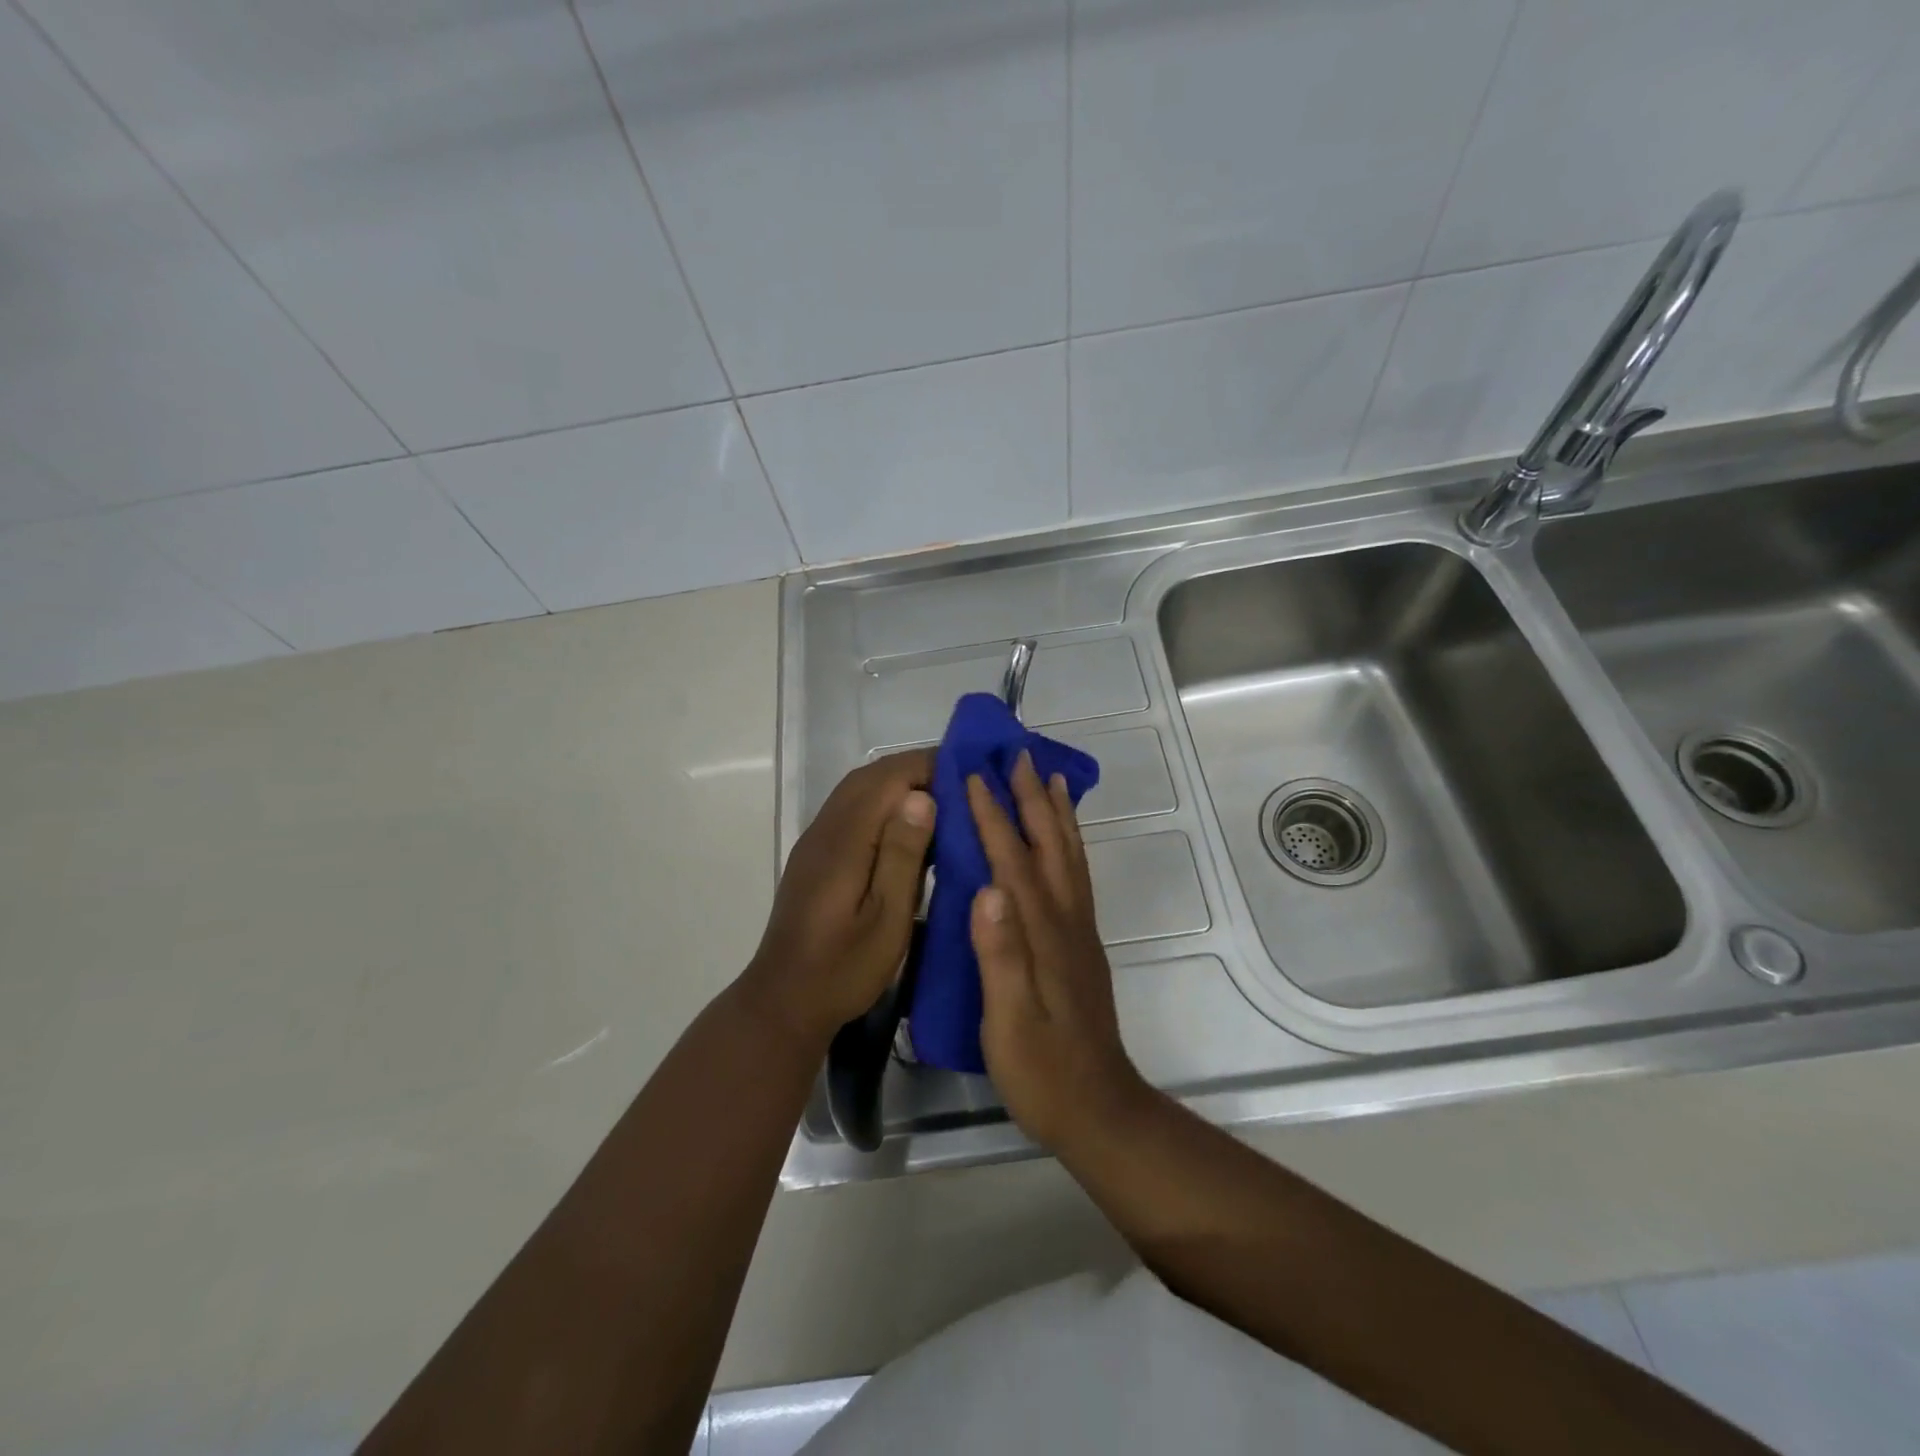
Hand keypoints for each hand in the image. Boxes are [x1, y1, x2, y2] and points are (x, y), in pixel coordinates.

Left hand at [742, 749, 935, 1046]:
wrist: (784, 1000)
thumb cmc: (844, 968)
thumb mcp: (887, 919)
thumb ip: (903, 856)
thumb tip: (921, 797)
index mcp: (844, 841)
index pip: (887, 779)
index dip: (926, 766)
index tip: (966, 772)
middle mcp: (824, 829)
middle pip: (869, 777)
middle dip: (914, 768)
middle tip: (959, 782)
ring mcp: (815, 841)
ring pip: (857, 790)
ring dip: (896, 783)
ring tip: (940, 798)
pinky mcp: (814, 856)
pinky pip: (850, 809)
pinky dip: (880, 802)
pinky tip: (905, 826)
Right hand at [967, 752, 1151, 1151]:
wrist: (1099, 1109)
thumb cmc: (1042, 1070)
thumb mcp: (1010, 1022)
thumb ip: (1001, 956)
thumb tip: (986, 890)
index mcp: (1042, 933)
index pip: (1012, 862)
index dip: (993, 816)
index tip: (974, 776)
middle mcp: (1066, 920)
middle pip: (1049, 846)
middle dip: (1032, 797)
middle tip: (1019, 755)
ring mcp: (1079, 931)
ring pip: (1069, 856)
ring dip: (1058, 813)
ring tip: (1050, 777)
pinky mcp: (1082, 944)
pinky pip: (1075, 876)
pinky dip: (1069, 844)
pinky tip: (1061, 840)